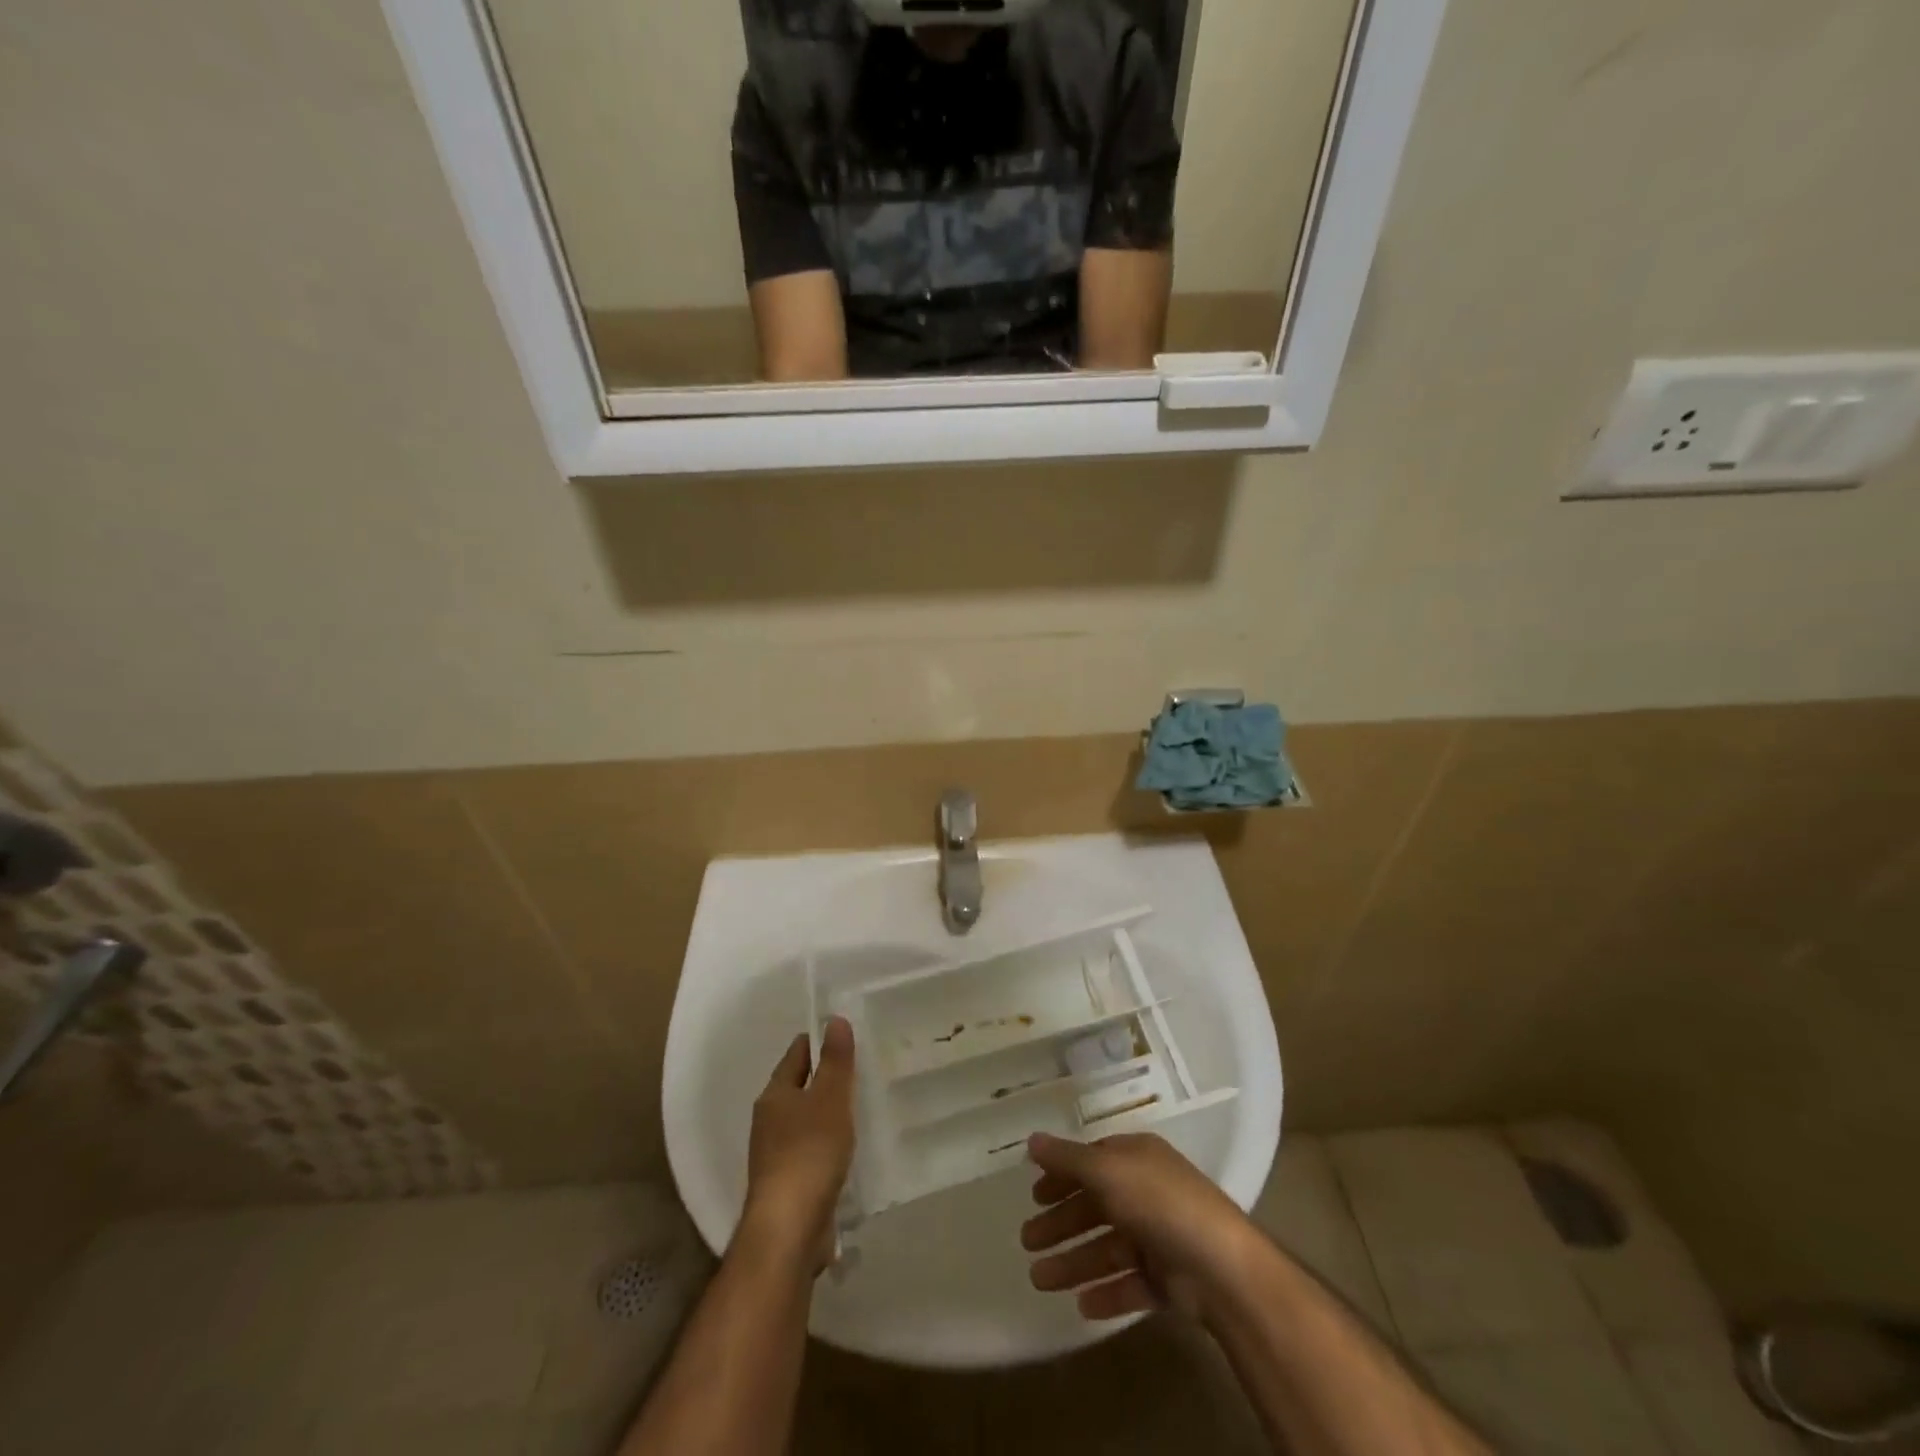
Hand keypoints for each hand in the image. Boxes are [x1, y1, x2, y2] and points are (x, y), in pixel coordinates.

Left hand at [741, 1016, 856, 1273]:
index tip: (846, 1035)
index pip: (797, 1054)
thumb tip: (835, 1019)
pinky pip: (810, 1150)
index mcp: (775, 1095)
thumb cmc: (809, 1153)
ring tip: (859, 1105)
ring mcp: (775, 1155)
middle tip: (860, 1068)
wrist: (788, 1230)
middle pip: (798, 1087)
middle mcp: (769, 1120)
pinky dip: (827, 1143)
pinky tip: (847, 1149)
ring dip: (826, 1112)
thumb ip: (835, 1061)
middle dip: (824, 1077)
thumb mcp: (830, 1099)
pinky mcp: (788, 1184)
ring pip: (804, 1120)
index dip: (819, 1041)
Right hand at [1021, 1131, 1255, 1320]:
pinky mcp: (1169, 1281)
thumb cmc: (1159, 1204)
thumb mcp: (1107, 1171)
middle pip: (1096, 1207)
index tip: (1034, 1194)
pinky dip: (1106, 1292)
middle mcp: (1148, 1193)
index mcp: (1137, 1159)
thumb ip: (1068, 1159)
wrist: (1222, 1268)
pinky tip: (1081, 1305)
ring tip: (1038, 1280)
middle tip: (1027, 1241)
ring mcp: (1160, 1238)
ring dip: (1073, 1262)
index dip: (1063, 1176)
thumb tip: (1031, 1140)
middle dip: (1061, 1223)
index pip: (1092, 1161)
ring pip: (1107, 1248)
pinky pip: (1130, 1284)